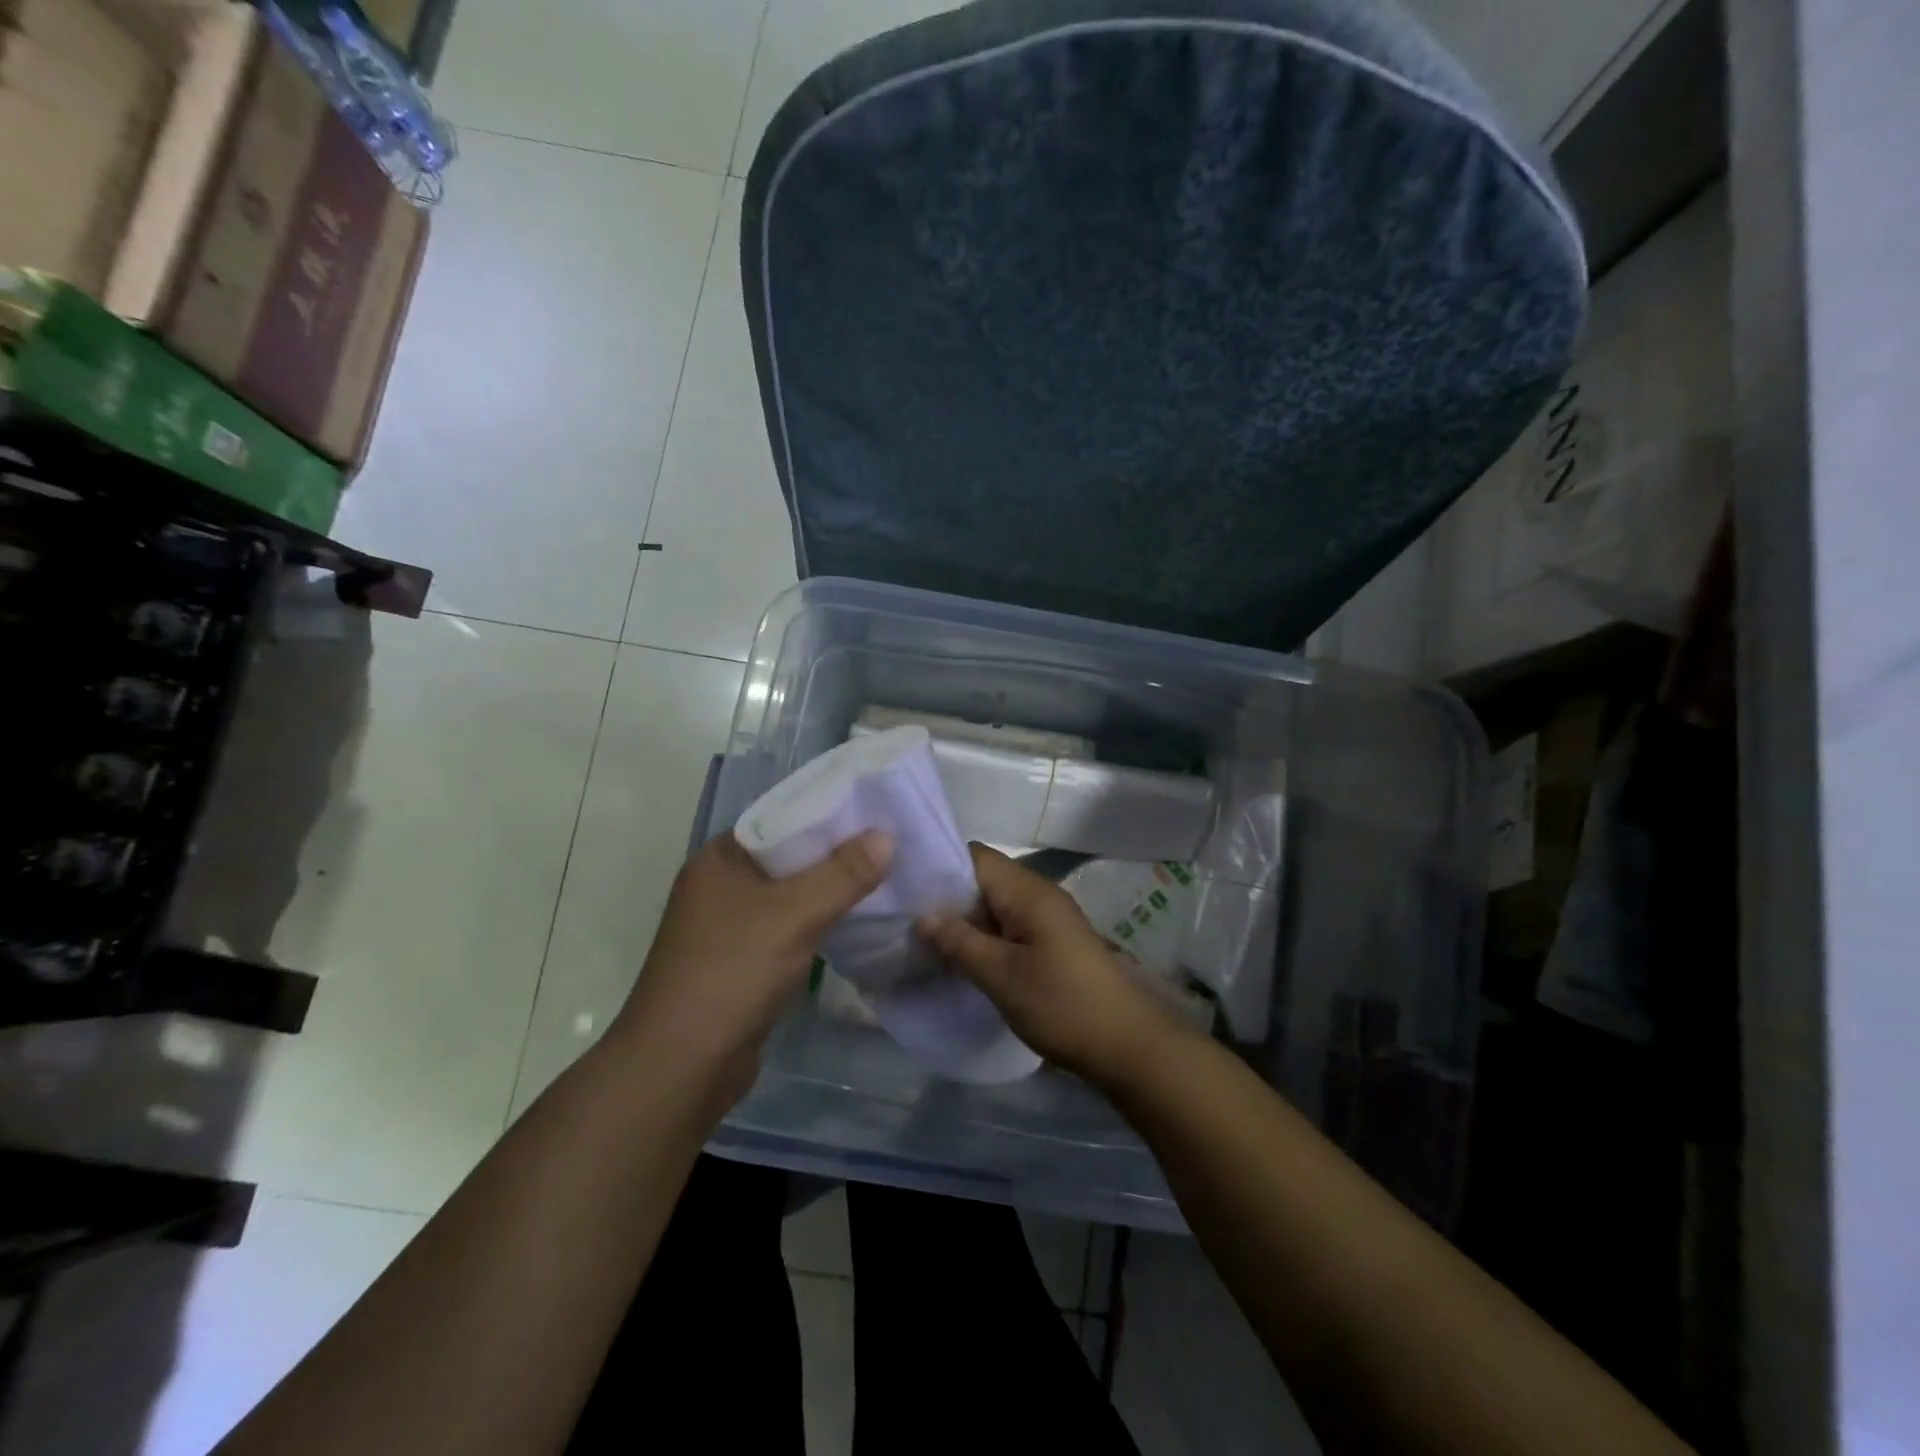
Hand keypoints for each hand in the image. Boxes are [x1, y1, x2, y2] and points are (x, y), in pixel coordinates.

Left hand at [616, 829, 891, 1090]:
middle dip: (837, 854)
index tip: (878, 812)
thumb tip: (886, 836)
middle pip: (790, 857)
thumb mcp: (794, 914)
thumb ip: (843, 874)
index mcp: (720, 858)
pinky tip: (855, 920)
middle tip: (892, 844)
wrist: (682, 1066)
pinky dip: (819, 922)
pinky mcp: (743, 961)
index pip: (783, 819)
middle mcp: (721, 884)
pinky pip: (789, 927)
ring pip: (792, 895)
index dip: (830, 813)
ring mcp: (729, 926)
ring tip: (885, 876)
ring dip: (831, 890)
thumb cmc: (732, 972)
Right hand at [915, 844, 1182, 1086]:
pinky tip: (956, 958)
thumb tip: (921, 915)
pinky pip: (1006, 926)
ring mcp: (1045, 919)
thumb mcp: (1002, 976)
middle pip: (981, 878)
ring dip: (961, 919)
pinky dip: (980, 936)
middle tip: (900, 917)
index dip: (936, 864)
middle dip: (943, 896)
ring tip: (919, 938)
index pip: (973, 856)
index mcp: (1027, 891)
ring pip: (992, 905)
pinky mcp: (1050, 942)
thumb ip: (959, 942)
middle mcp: (1037, 894)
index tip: (899, 883)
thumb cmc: (1063, 1004)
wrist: (1127, 1045)